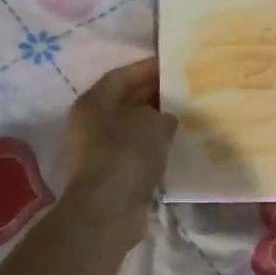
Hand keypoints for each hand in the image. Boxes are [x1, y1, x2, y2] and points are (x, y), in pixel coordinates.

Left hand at [63, 57, 177, 235]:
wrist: (108, 210)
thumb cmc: (126, 155)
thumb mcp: (152, 124)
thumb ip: (162, 114)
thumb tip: (165, 118)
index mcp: (94, 102)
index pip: (122, 76)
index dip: (146, 68)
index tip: (172, 64)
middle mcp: (91, 123)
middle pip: (125, 101)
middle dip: (153, 94)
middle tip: (183, 89)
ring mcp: (99, 151)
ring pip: (131, 128)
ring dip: (154, 122)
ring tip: (184, 116)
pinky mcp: (111, 174)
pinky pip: (135, 151)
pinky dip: (152, 147)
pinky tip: (174, 146)